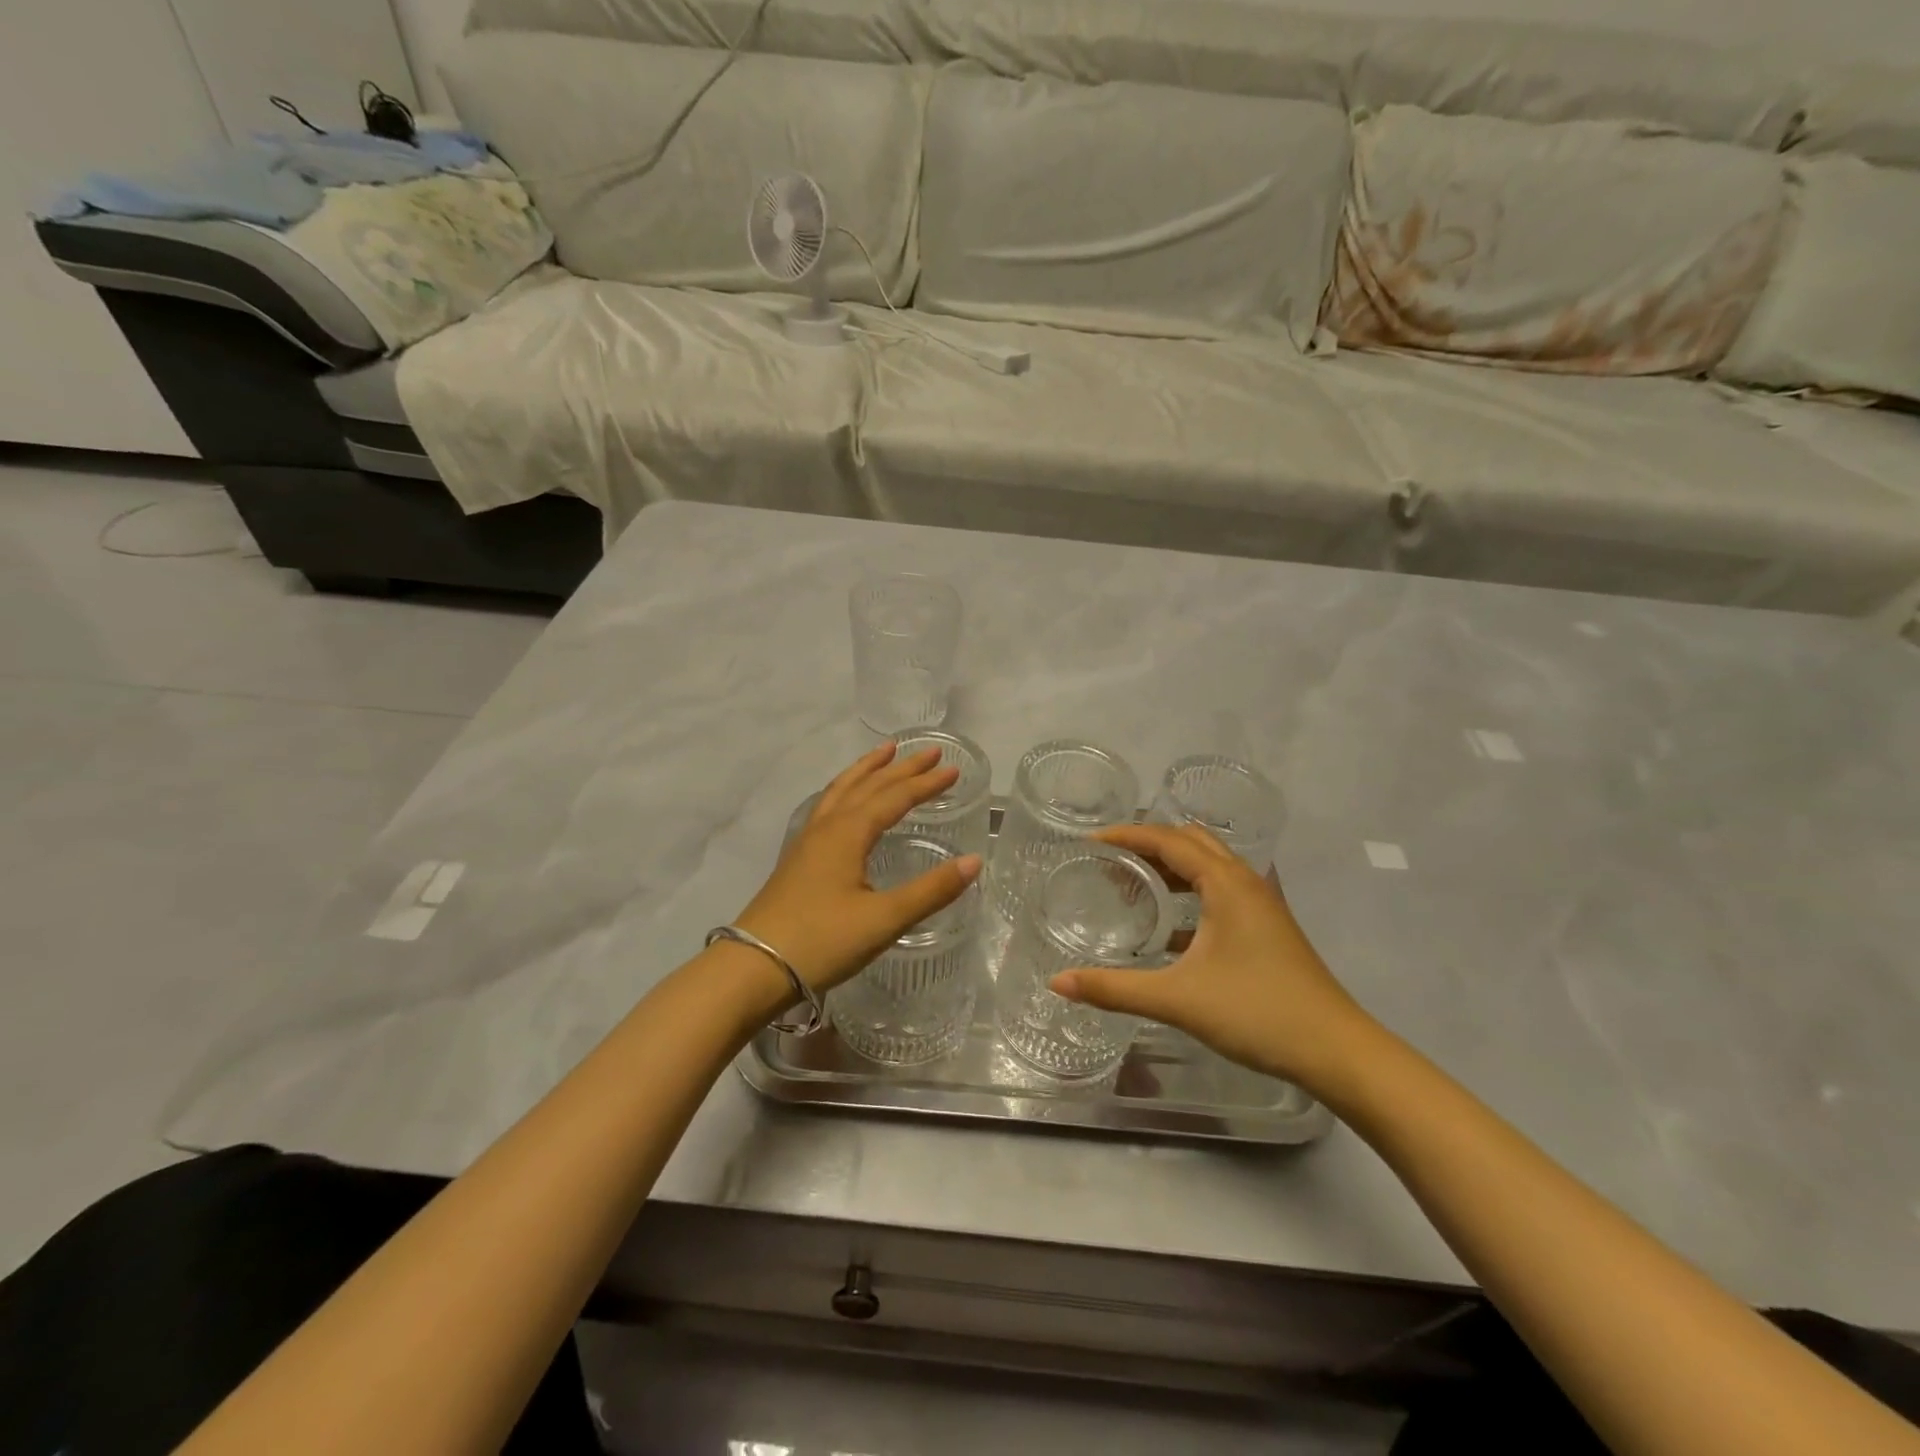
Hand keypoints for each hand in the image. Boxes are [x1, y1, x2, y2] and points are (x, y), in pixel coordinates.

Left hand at [734, 742, 982, 994]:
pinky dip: (846, 790)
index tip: (953, 770)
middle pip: (868, 786)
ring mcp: (808, 840)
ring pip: (841, 791)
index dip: (925, 783)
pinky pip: (828, 806)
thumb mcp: (883, 919)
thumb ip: (931, 890)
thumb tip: (975, 860)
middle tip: (929, 751)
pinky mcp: (798, 858)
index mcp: (848, 833)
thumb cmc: (822, 941)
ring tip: (884, 752)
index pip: (895, 797)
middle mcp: (827, 827)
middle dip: (901, 767)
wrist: (754, 967)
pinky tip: (846, 801)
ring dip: (867, 770)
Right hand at [1049, 823, 1376, 1094]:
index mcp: (1226, 883)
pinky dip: (1191, 893)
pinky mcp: (1269, 929)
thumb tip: (1058, 982)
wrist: (1336, 1051)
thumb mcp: (1177, 999)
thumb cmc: (1257, 1011)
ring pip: (1210, 866)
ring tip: (1135, 884)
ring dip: (1173, 866)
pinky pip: (1222, 892)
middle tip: (1111, 858)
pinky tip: (1170, 929)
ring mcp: (1262, 906)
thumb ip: (1114, 989)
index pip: (1168, 840)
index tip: (1091, 841)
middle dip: (1150, 843)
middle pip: (1192, 842)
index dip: (1128, 835)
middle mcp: (1246, 882)